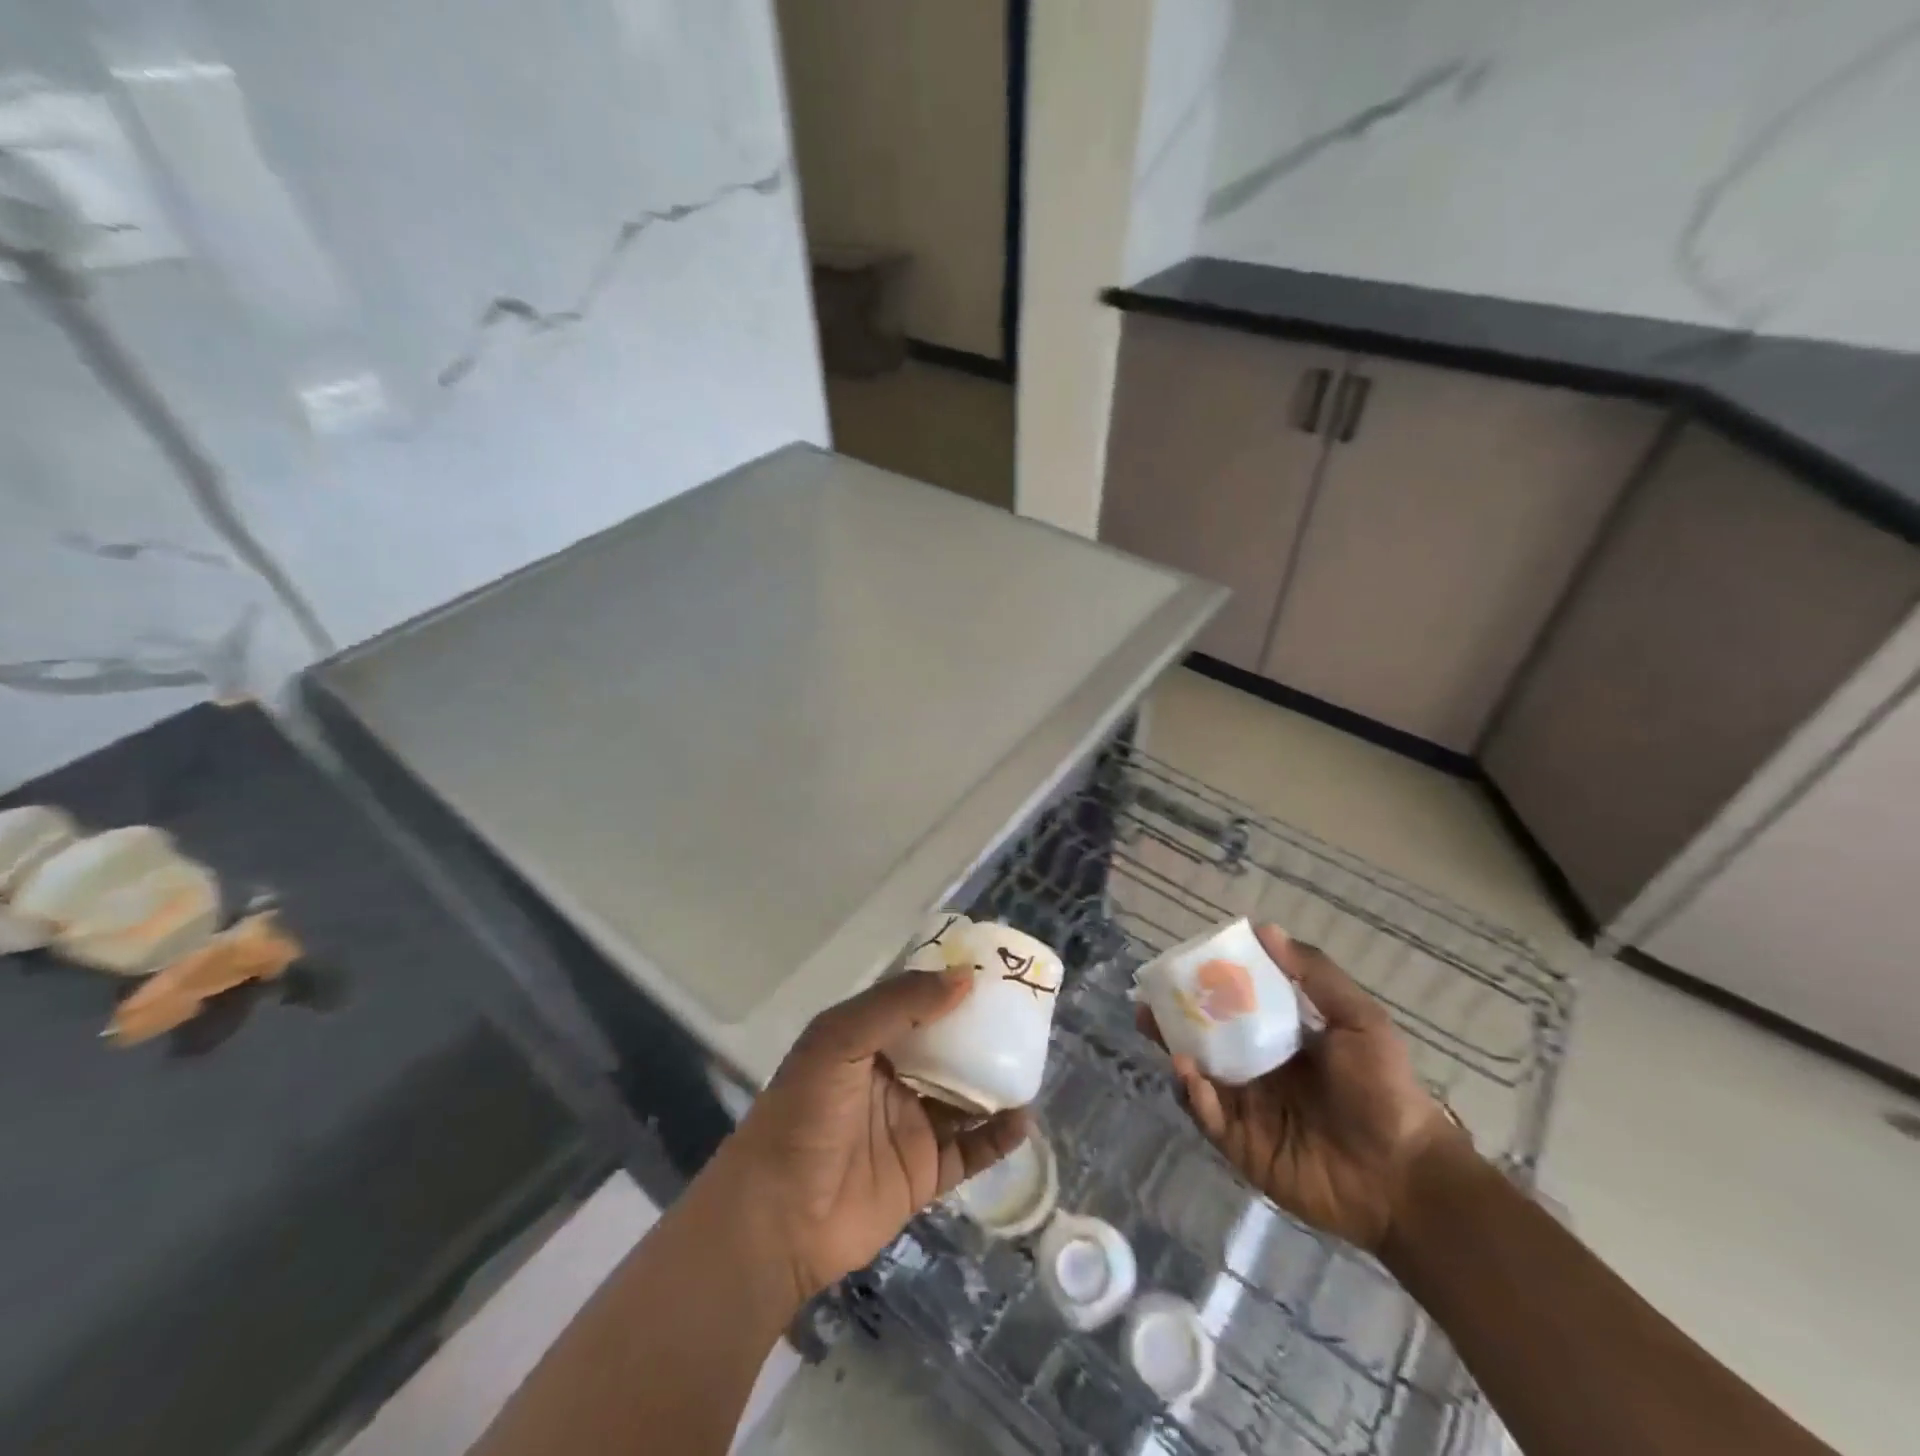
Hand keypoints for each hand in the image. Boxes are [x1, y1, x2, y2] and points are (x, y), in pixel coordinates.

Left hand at [707, 969, 1028, 1303]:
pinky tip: (1023, 1119)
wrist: (778, 1218)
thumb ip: (899, 1005)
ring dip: (995, 1081)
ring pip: (964, 1096)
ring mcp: (910, 1126)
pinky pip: (971, 1150)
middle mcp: (892, 1078)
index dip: (949, 986)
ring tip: (1032, 1060)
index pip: (915, 1003)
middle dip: (981, 1031)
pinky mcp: (924, 1173)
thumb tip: (964, 979)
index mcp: (867, 1040)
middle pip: (946, 1048)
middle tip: (1024, 1013)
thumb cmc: (804, 1113)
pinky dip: (999, 1136)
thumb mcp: (840, 1039)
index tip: (991, 970)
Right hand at [1140, 926, 1461, 1251]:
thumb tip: (1266, 928)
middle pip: (1205, 1040)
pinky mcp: (1241, 1145)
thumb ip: (1315, 975)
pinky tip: (1190, 1075)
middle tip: (1148, 1002)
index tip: (1181, 966)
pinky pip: (1208, 1116)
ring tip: (1158, 1031)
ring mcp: (1246, 1109)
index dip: (1206, 987)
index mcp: (1281, 1040)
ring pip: (1198, 1074)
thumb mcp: (1359, 1019)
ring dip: (1176, 1052)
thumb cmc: (1384, 1091)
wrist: (1405, 1177)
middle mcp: (1257, 1070)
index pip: (1234, 1007)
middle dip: (1174, 1021)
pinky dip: (1194, 1095)